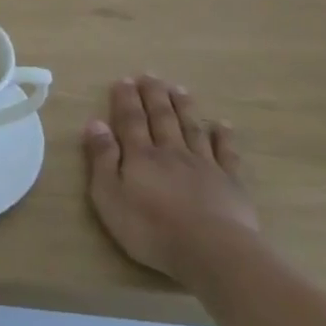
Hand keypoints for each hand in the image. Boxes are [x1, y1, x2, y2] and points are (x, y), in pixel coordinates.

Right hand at [83, 76, 256, 280]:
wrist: (211, 250)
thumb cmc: (150, 228)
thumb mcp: (109, 196)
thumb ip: (102, 159)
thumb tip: (95, 123)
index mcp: (140, 156)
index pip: (130, 121)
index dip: (126, 99)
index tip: (124, 80)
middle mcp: (171, 152)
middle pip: (162, 118)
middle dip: (154, 95)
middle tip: (150, 75)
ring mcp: (204, 165)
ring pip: (192, 128)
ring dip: (184, 107)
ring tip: (179, 89)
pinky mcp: (230, 182)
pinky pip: (226, 153)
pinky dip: (223, 136)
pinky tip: (221, 125)